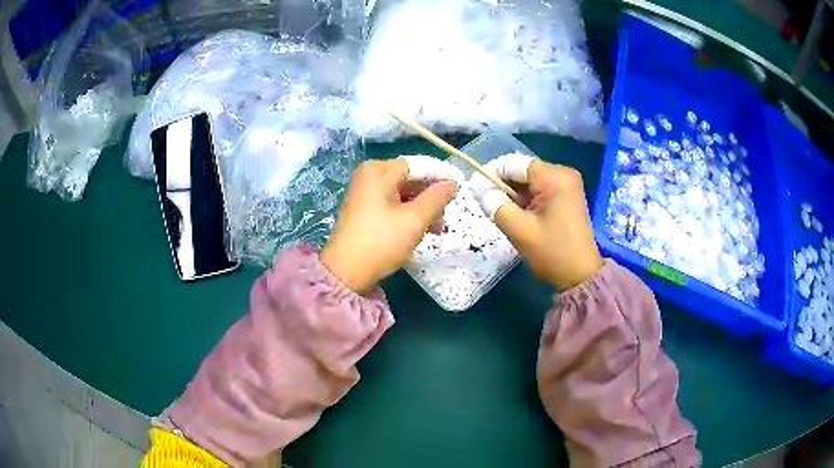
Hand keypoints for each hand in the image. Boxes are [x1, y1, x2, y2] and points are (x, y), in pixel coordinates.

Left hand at [321, 156, 462, 293]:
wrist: (346, 272)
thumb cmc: (381, 241)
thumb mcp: (414, 220)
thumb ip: (436, 198)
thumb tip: (451, 183)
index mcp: (378, 171)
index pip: (417, 166)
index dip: (440, 175)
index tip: (460, 185)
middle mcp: (369, 177)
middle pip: (409, 180)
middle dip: (430, 197)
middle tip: (447, 215)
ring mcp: (365, 194)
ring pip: (403, 194)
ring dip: (422, 209)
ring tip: (437, 229)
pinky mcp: (364, 211)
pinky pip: (393, 205)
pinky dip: (408, 215)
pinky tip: (421, 231)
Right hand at [469, 154, 602, 290]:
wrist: (581, 276)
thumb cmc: (552, 253)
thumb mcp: (519, 230)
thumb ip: (495, 204)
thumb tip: (477, 187)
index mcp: (555, 177)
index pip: (514, 164)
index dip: (492, 174)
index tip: (476, 191)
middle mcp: (563, 173)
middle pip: (522, 170)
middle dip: (503, 186)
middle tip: (489, 206)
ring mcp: (566, 184)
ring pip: (529, 180)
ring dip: (513, 195)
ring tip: (503, 213)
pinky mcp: (566, 195)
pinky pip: (538, 189)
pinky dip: (525, 200)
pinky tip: (519, 216)